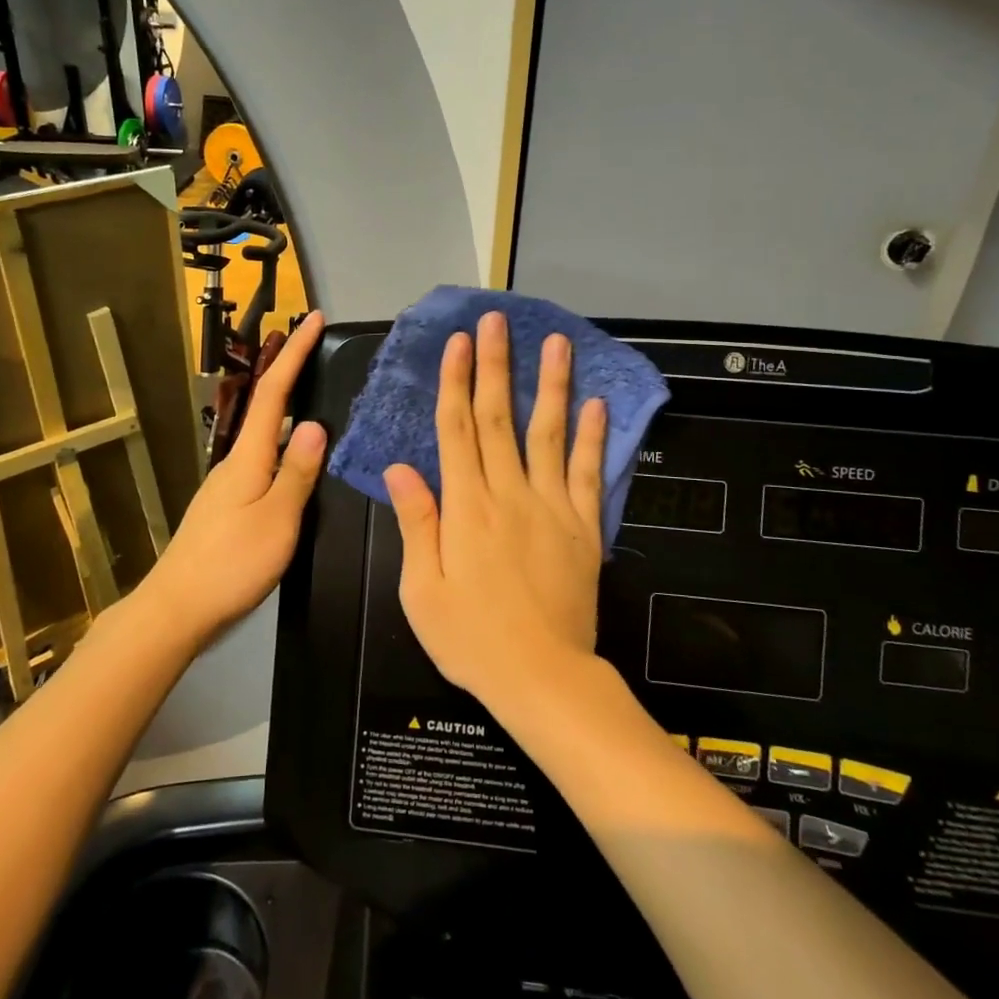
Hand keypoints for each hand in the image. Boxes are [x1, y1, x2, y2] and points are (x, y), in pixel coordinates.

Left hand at [144, 311, 328, 639]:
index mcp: (249, 458)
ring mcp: (227, 486)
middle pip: (266, 408)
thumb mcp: (277, 519)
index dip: (294, 354)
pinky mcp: (226, 508)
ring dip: (288, 411)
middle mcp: (235, 462)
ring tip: (319, 400)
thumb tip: (314, 424)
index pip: (274, 393)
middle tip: (320, 351)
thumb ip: (298, 473)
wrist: (176, 610)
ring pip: (265, 437)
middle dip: (291, 373)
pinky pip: (263, 463)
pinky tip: (298, 464)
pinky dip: (284, 448)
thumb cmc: (231, 564)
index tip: (311, 318)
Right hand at [384, 312, 607, 706]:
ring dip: (550, 384)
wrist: (542, 678)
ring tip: (556, 342)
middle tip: (498, 321)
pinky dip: (593, 437)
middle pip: (498, 418)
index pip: (457, 429)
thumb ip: (417, 523)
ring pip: (549, 433)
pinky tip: (596, 403)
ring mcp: (552, 507)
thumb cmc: (471, 638)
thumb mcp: (422, 589)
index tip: (459, 343)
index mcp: (466, 507)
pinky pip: (589, 473)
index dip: (456, 381)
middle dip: (496, 365)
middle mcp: (509, 494)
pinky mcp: (584, 526)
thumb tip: (401, 468)